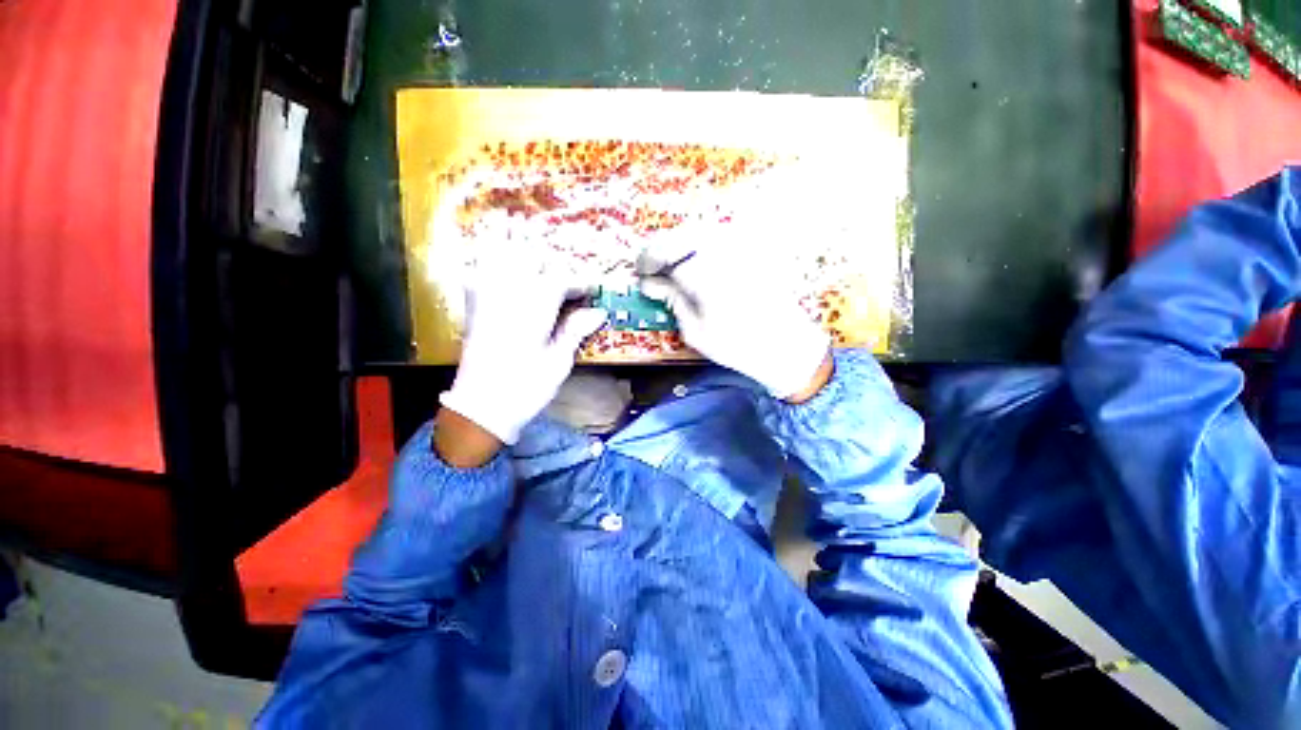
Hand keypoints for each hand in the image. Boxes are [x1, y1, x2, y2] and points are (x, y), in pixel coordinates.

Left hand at [438, 249, 606, 450]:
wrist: (481, 407)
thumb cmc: (525, 388)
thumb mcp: (559, 362)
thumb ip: (575, 331)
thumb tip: (599, 313)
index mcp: (533, 308)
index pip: (560, 278)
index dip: (579, 282)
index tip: (591, 291)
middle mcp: (507, 294)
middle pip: (531, 256)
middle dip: (553, 266)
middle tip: (568, 284)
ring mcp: (485, 297)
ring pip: (501, 255)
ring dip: (524, 258)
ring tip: (539, 272)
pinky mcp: (473, 306)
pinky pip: (478, 272)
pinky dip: (493, 267)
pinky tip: (506, 279)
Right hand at [637, 225, 830, 400]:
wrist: (786, 345)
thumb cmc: (738, 346)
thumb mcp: (696, 332)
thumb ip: (673, 301)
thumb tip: (651, 284)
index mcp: (705, 274)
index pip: (665, 256)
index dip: (647, 262)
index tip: (640, 274)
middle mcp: (722, 251)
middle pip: (681, 236)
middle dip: (660, 250)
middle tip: (652, 269)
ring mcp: (741, 247)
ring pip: (699, 231)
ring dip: (679, 244)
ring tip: (672, 266)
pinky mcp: (753, 248)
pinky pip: (719, 236)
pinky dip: (700, 243)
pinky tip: (696, 260)